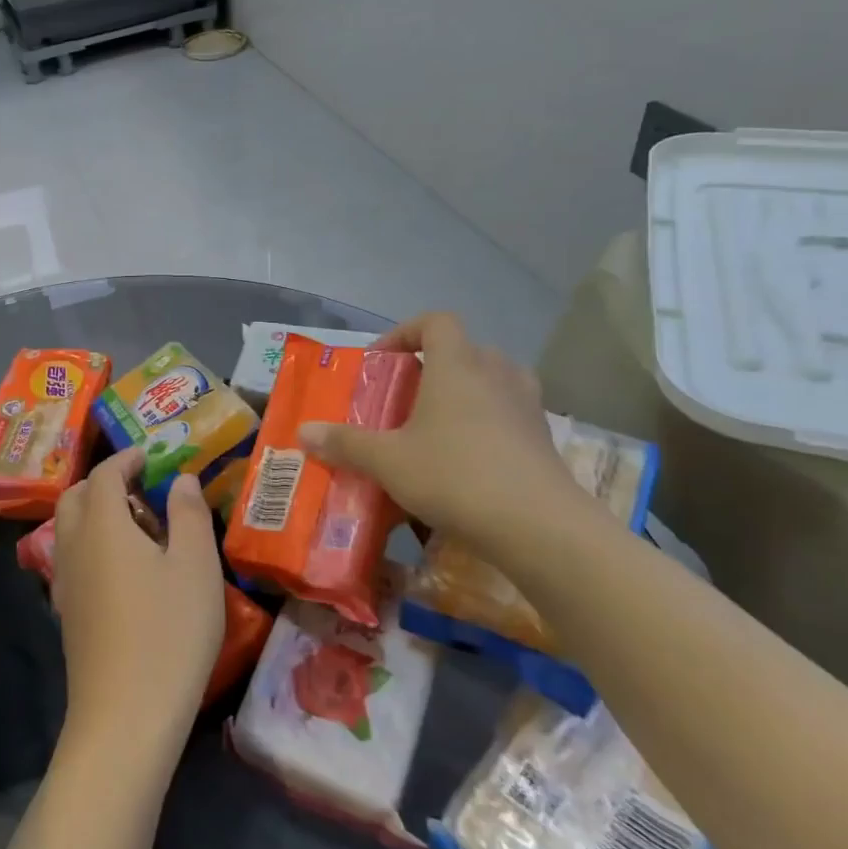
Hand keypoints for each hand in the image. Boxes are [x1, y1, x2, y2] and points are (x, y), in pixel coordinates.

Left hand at [52, 448, 224, 755]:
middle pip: (76, 497)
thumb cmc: (169, 632)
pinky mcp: (67, 613)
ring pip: (69, 528)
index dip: (125, 459)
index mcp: (102, 525)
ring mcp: (65, 582)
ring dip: (95, 514)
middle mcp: (74, 545)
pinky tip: (124, 571)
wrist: (125, 716)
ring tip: (138, 528)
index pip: (104, 474)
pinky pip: (72, 558)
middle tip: (141, 489)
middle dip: (103, 483)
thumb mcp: (195, 567)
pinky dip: (92, 544)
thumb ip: (188, 514)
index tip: (148, 456)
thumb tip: (180, 478)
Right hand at [299, 312, 598, 558]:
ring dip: (464, 393)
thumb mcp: (388, 461)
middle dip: (432, 367)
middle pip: (464, 349)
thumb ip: (345, 443)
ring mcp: (527, 405)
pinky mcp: (544, 439)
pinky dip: (488, 424)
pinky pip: (510, 414)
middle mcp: (496, 374)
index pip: (435, 322)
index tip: (381, 362)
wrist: (540, 527)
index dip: (405, 332)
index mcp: (457, 365)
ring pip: (492, 380)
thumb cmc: (455, 476)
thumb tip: (303, 431)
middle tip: (405, 398)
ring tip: (437, 425)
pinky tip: (467, 459)